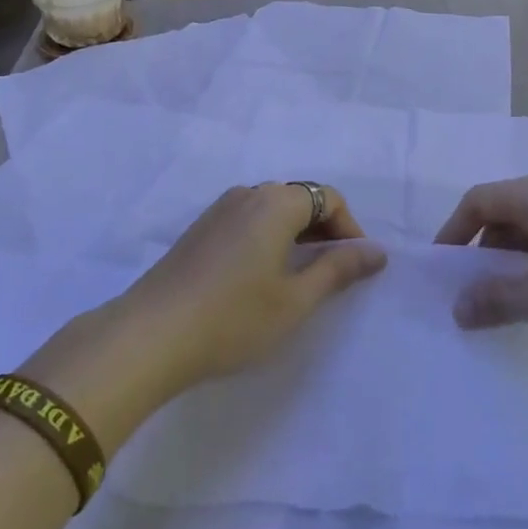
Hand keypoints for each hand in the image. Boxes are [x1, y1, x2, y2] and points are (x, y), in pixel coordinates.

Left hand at [120, 183, 385, 390]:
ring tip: (300, 277)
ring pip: (272, 209)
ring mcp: (219, 209)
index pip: (328, 198)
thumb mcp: (296, 300)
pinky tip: (262, 277)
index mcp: (276, 202)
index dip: (349, 229)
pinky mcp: (200, 229)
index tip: (356, 267)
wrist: (151, 335)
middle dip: (324, 230)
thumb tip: (376, 251)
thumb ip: (338, 269)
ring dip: (295, 234)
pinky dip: (268, 238)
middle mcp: (248, 194)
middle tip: (333, 274)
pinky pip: (248, 220)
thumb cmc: (234, 317)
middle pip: (300, 198)